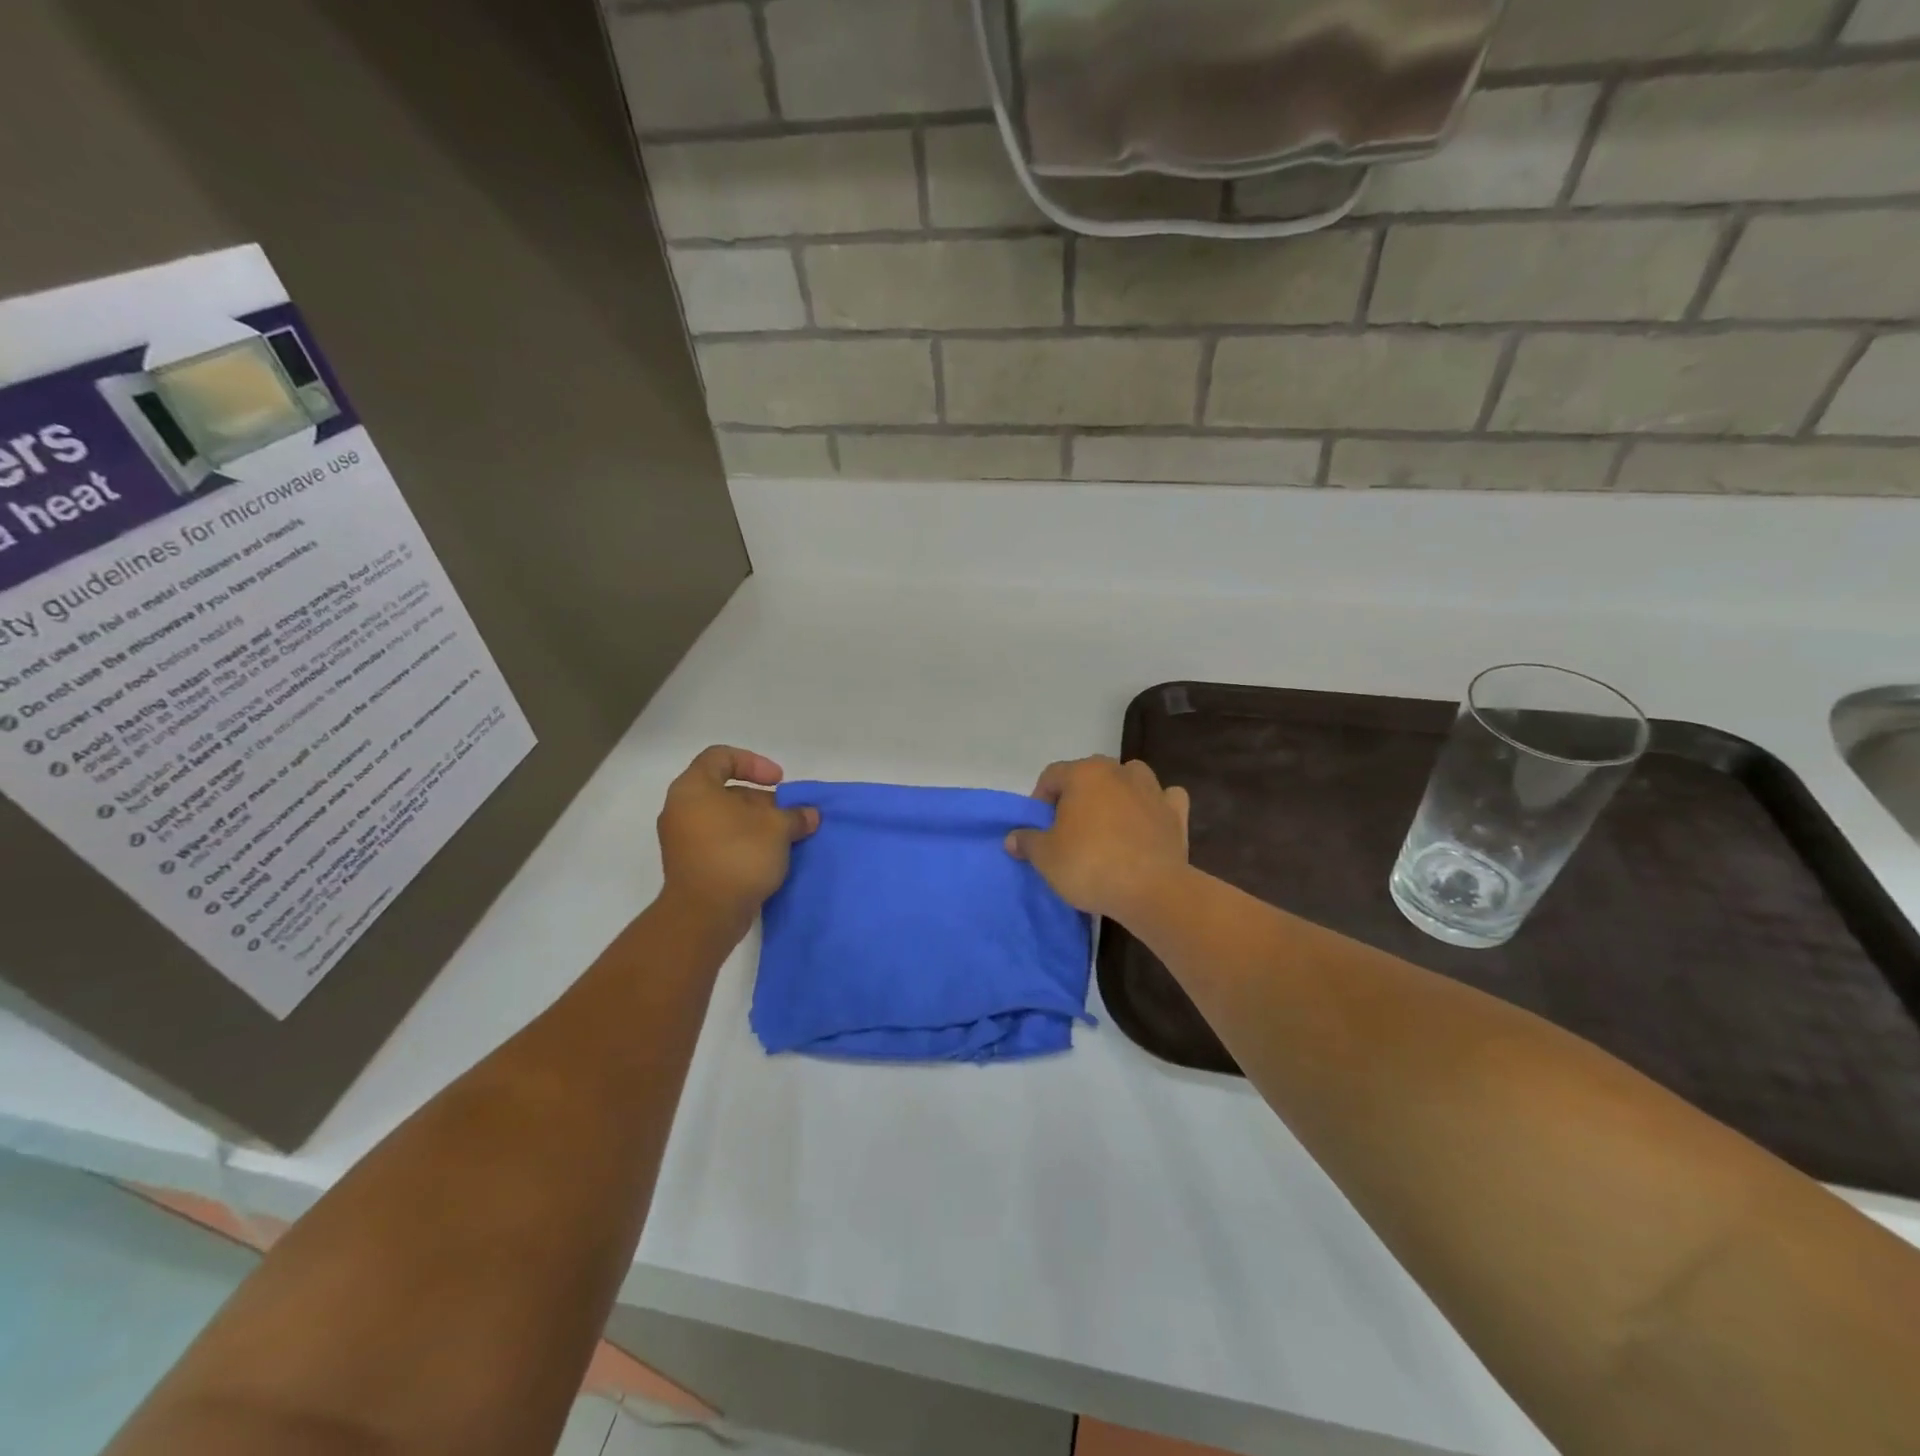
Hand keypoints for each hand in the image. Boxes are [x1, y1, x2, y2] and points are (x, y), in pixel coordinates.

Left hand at [657, 746, 818, 923]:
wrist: (705, 916)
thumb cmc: (738, 856)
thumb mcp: (777, 828)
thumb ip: (795, 815)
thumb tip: (809, 815)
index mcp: (693, 789)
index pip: (720, 757)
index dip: (753, 763)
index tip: (778, 782)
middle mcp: (681, 809)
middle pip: (725, 790)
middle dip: (762, 800)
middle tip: (788, 815)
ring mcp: (683, 840)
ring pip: (725, 819)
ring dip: (756, 824)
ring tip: (785, 838)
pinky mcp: (691, 865)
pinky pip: (720, 842)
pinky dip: (744, 843)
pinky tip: (770, 857)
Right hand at [1005, 756, 1189, 921]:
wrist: (1151, 890)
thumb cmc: (1090, 865)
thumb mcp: (1045, 857)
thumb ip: (1027, 841)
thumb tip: (1012, 837)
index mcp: (1084, 773)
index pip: (1052, 775)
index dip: (1040, 799)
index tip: (1040, 828)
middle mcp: (1118, 771)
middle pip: (1090, 774)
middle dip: (1077, 795)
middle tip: (1069, 829)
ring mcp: (1152, 789)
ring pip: (1129, 778)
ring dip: (1117, 793)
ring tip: (1108, 824)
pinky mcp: (1176, 813)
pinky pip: (1164, 799)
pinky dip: (1156, 806)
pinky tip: (1149, 823)